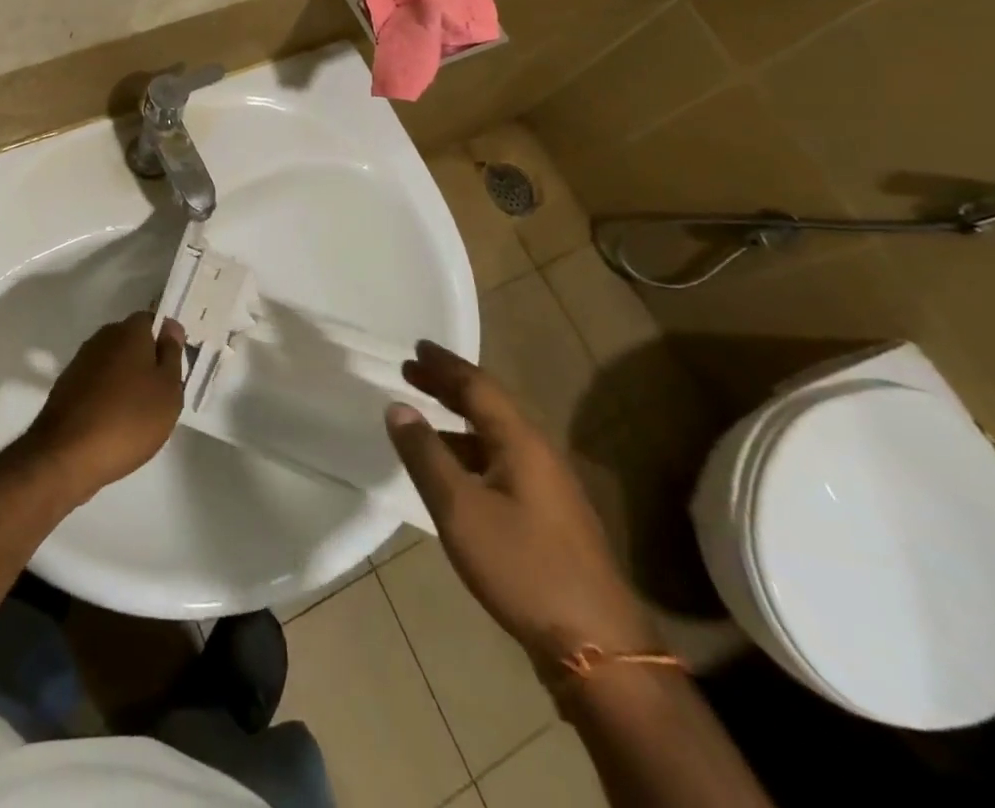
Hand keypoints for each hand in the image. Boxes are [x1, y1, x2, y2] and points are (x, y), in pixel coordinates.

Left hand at [25, 313, 185, 501]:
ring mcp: (80, 362)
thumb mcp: (168, 390)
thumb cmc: (129, 419)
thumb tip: (170, 326)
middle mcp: (102, 338)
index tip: (174, 366)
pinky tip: (113, 423)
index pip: (151, 320)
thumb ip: (172, 354)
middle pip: (130, 341)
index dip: (165, 340)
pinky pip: (96, 384)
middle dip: (145, 360)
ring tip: (138, 413)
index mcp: (129, 331)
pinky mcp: (66, 387)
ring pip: (112, 363)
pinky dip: (106, 396)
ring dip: (125, 380)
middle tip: (161, 393)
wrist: (67, 456)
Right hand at [386, 342, 654, 664]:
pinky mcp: (548, 515)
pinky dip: (469, 449)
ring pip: (494, 435)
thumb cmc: (522, 567)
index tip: (416, 347)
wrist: (597, 647)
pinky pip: (500, 461)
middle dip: (449, 386)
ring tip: (423, 416)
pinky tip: (453, 471)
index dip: (445, 365)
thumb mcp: (460, 510)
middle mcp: (538, 452)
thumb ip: (425, 455)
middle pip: (488, 405)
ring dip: (457, 419)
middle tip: (412, 370)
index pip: (477, 386)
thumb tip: (397, 406)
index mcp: (521, 441)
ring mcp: (548, 486)